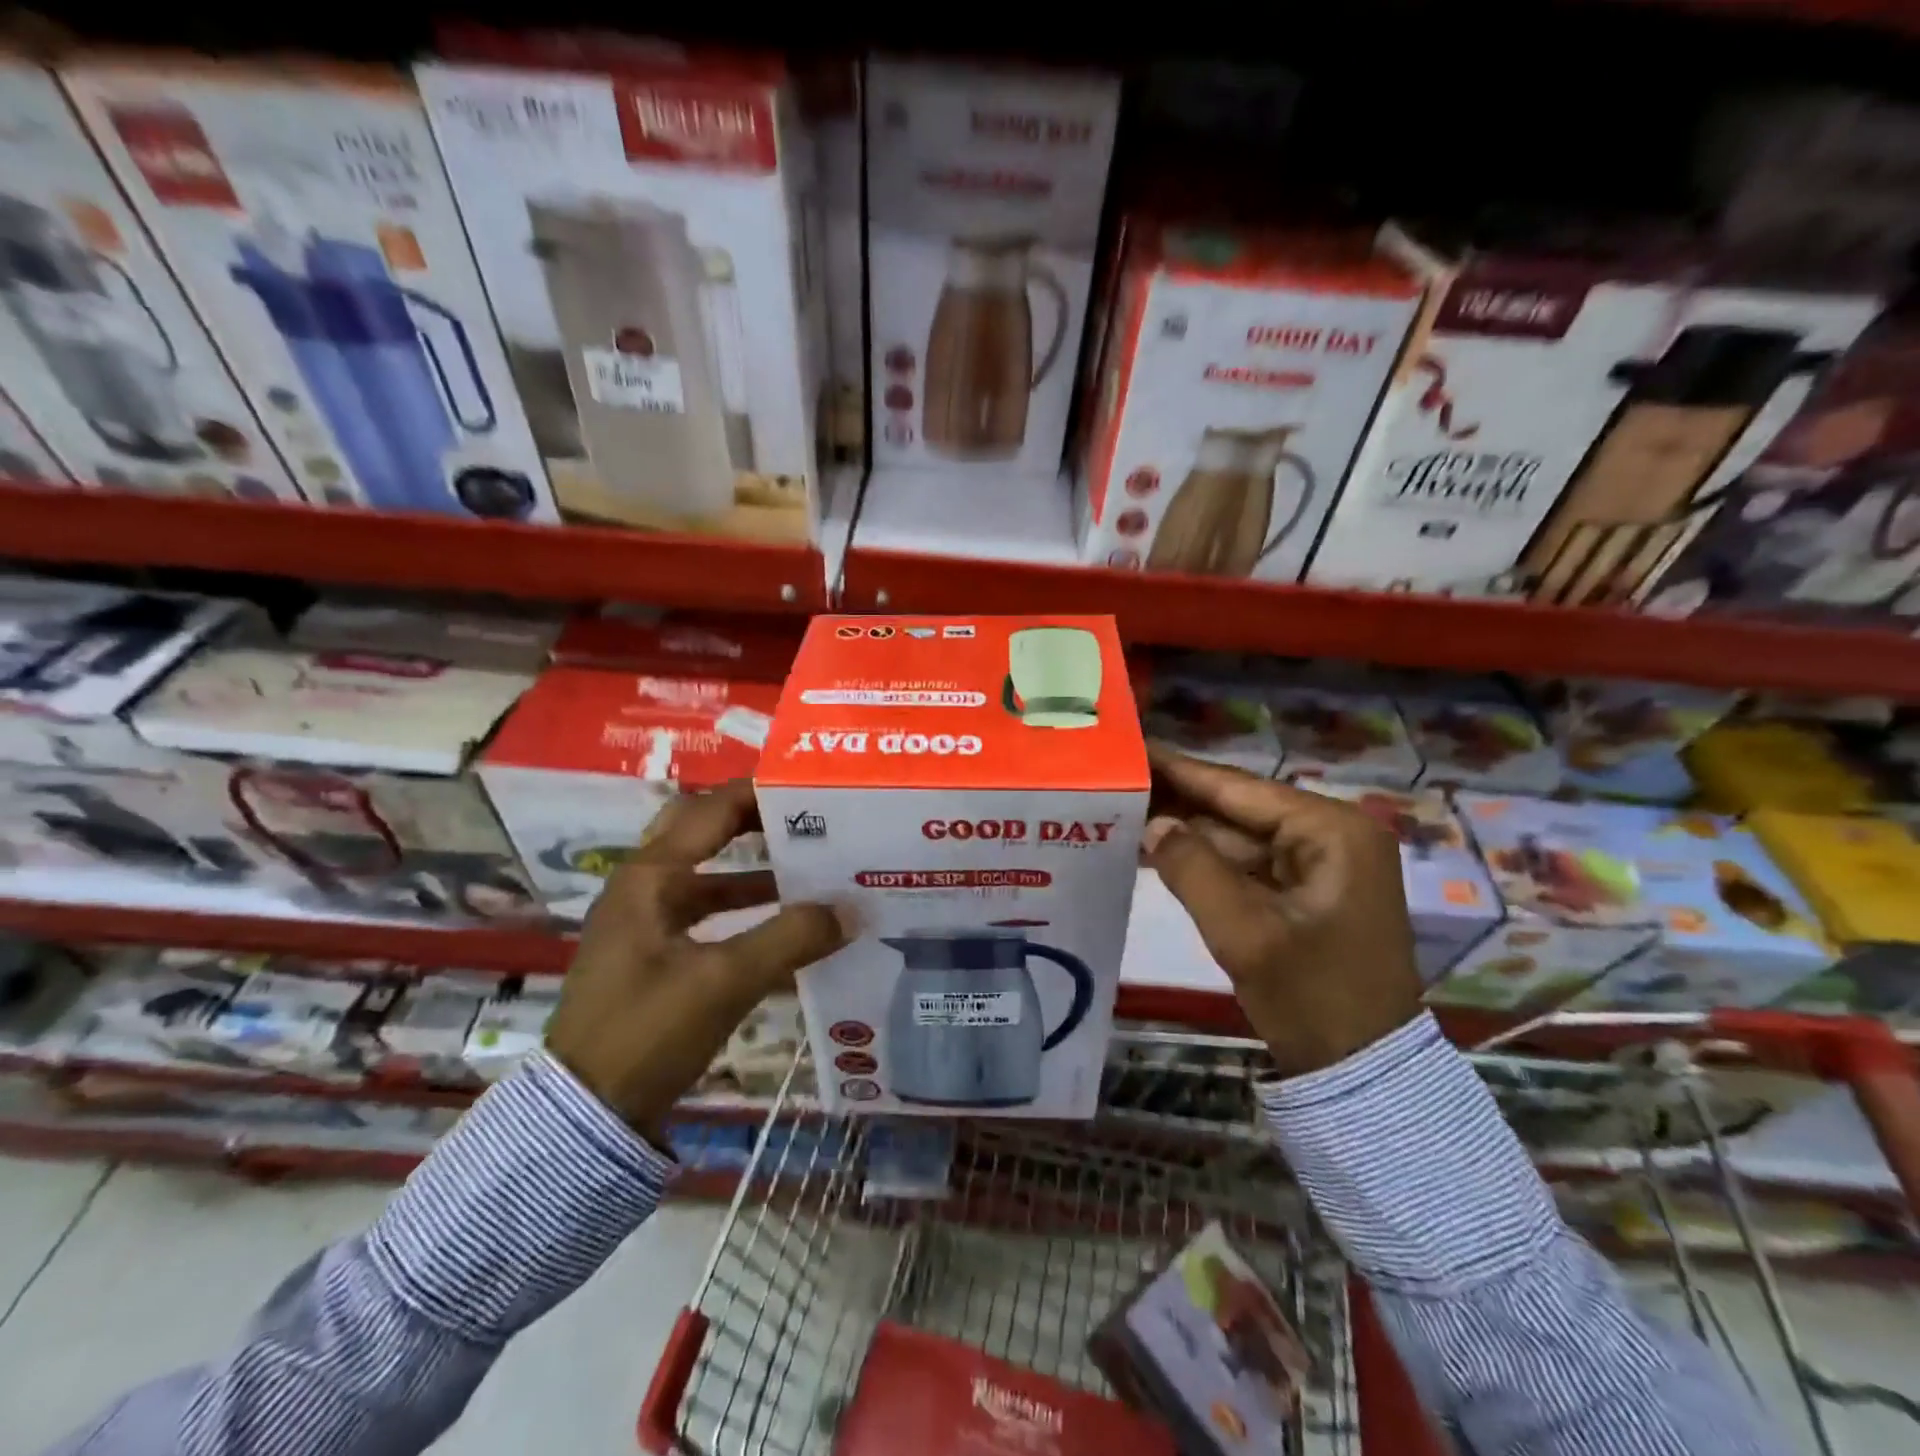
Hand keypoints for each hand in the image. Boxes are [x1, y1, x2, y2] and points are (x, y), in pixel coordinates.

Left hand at [545, 780, 846, 1141]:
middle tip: (811, 821)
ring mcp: (648, 922)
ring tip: (813, 869)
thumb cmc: (646, 1031)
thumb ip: (790, 939)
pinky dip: (746, 911)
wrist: (586, 1114)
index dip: (761, 792)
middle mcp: (645, 887)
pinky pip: (709, 915)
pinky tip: (787, 925)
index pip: (712, 810)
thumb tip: (850, 909)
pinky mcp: (656, 955)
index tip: (812, 788)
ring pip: (710, 876)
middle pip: (706, 834)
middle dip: (758, 823)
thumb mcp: (723, 981)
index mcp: (651, 876)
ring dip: (757, 870)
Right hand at [1142, 744, 1421, 1075]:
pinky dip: (1207, 861)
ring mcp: (1324, 865)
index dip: (1181, 770)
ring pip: (1241, 837)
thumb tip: (1152, 823)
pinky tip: (1161, 851)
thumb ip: (1192, 868)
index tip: (1134, 747)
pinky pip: (1249, 865)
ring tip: (1127, 811)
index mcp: (1332, 831)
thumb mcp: (1244, 933)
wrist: (1364, 1073)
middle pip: (1239, 809)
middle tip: (1118, 780)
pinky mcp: (1310, 893)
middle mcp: (1333, 835)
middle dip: (1180, 801)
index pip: (1239, 789)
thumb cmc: (1312, 998)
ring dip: (1189, 832)